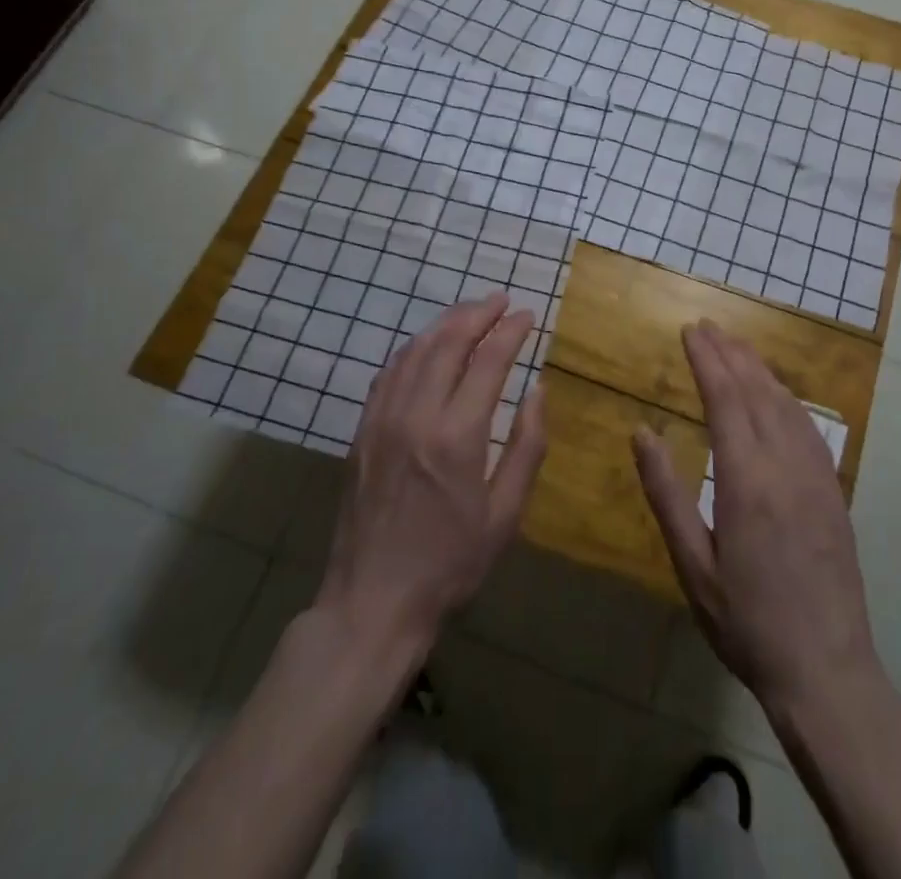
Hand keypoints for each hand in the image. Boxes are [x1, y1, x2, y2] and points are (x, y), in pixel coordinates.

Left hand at [316, 293, 546, 657]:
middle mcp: (416, 415)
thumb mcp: (505, 515)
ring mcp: (382, 419)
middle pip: (448, 342)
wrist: (372, 601)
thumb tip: (538, 390)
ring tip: (470, 312)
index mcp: (457, 436)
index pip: (488, 361)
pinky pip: (389, 372)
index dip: (510, 331)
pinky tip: (427, 346)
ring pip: (414, 350)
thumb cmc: (450, 563)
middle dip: (477, 313)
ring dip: (445, 323)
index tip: (527, 314)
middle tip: (500, 300)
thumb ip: (527, 446)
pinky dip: (413, 348)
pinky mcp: (362, 430)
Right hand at [633, 321, 880, 720]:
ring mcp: (816, 476)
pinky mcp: (834, 491)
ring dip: (759, 369)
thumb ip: (666, 494)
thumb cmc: (746, 622)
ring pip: (786, 405)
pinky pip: (809, 427)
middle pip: (756, 392)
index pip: (725, 400)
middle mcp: (785, 466)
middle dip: (730, 354)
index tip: (690, 331)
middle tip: (708, 326)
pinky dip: (786, 398)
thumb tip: (641, 432)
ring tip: (736, 346)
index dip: (707, 361)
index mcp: (746, 481)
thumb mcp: (693, 565)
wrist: (827, 671)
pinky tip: (777, 393)